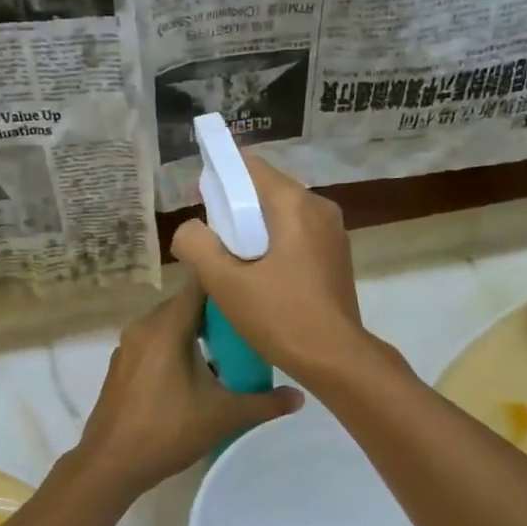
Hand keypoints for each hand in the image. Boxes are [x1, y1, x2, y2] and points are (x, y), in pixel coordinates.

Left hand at [69, 275, 301, 499]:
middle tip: (248, 323)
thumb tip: (300, 396)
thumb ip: (264, 403)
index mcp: (166, 326)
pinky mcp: (121, 365)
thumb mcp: (223, 416)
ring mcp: (128, 346)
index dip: (226, 281)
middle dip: (216, 311)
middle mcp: (143, 326)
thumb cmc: (166, 431)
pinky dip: (175, 346)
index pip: (199, 284)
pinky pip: (154, 342)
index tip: (252, 286)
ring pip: (168, 324)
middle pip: (185, 304)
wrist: (109, 464)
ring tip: (227, 349)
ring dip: (195, 331)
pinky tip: (195, 372)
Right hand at [169, 154, 365, 381]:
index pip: (249, 166)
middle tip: (210, 242)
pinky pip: (296, 234)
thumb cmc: (280, 317)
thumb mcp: (224, 282)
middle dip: (233, 208)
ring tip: (231, 262)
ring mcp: (332, 231)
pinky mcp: (336, 254)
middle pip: (264, 189)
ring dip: (253, 229)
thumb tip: (190, 230)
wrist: (336, 359)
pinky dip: (273, 243)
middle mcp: (319, 207)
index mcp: (295, 204)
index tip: (200, 204)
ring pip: (280, 214)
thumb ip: (197, 245)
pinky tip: (259, 275)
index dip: (219, 178)